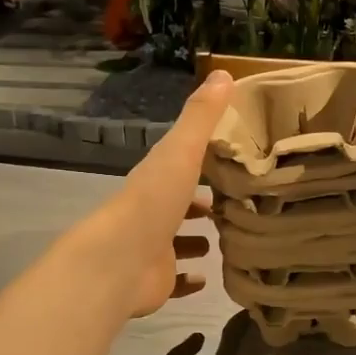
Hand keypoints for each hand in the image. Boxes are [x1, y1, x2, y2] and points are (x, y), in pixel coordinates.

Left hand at [89, 69, 233, 317]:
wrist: (119, 261)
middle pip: (179, 204)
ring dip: (196, 239)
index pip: (180, 165)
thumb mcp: (182, 151)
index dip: (203, 161)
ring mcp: (153, 249)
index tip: (232, 159)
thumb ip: (201, 116)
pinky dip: (190, 278)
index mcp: (156, 179)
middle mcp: (153, 213)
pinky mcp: (157, 280)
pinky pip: (176, 279)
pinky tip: (207, 278)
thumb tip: (224, 74)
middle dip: (201, 203)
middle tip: (236, 202)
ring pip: (178, 241)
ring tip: (228, 237)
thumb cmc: (153, 202)